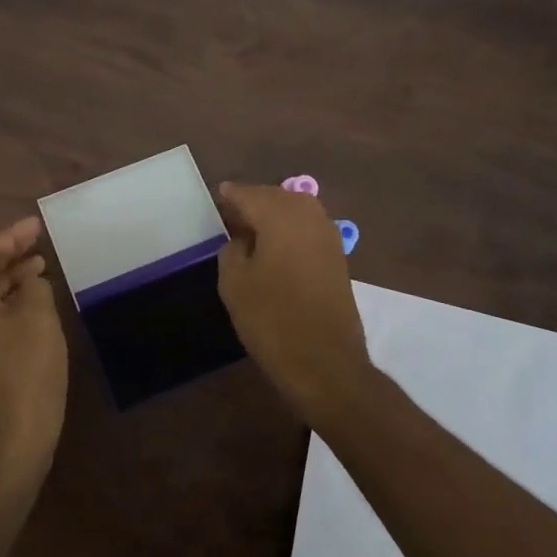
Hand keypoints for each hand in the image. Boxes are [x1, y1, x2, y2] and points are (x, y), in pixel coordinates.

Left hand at [0, 216, 68, 488]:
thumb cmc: (24, 372)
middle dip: (9, 257)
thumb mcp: (37, 319)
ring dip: (11, 282)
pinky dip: (9, 306)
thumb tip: (29, 281)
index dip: (10, 237)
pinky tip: (34, 308)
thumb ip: (33, 288)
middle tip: (40, 244)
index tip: (37, 225)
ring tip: (41, 269)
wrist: (8, 444)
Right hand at [216, 182, 372, 423]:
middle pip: (278, 197)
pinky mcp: (338, 259)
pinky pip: (309, 228)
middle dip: (255, 200)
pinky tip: (275, 244)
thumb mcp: (235, 284)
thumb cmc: (272, 320)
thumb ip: (232, 251)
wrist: (325, 363)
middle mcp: (309, 218)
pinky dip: (291, 228)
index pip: (251, 195)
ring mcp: (328, 238)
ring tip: (252, 227)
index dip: (232, 194)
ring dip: (275, 213)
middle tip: (232, 211)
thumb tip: (241, 239)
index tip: (218, 193)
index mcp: (281, 218)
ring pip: (298, 210)